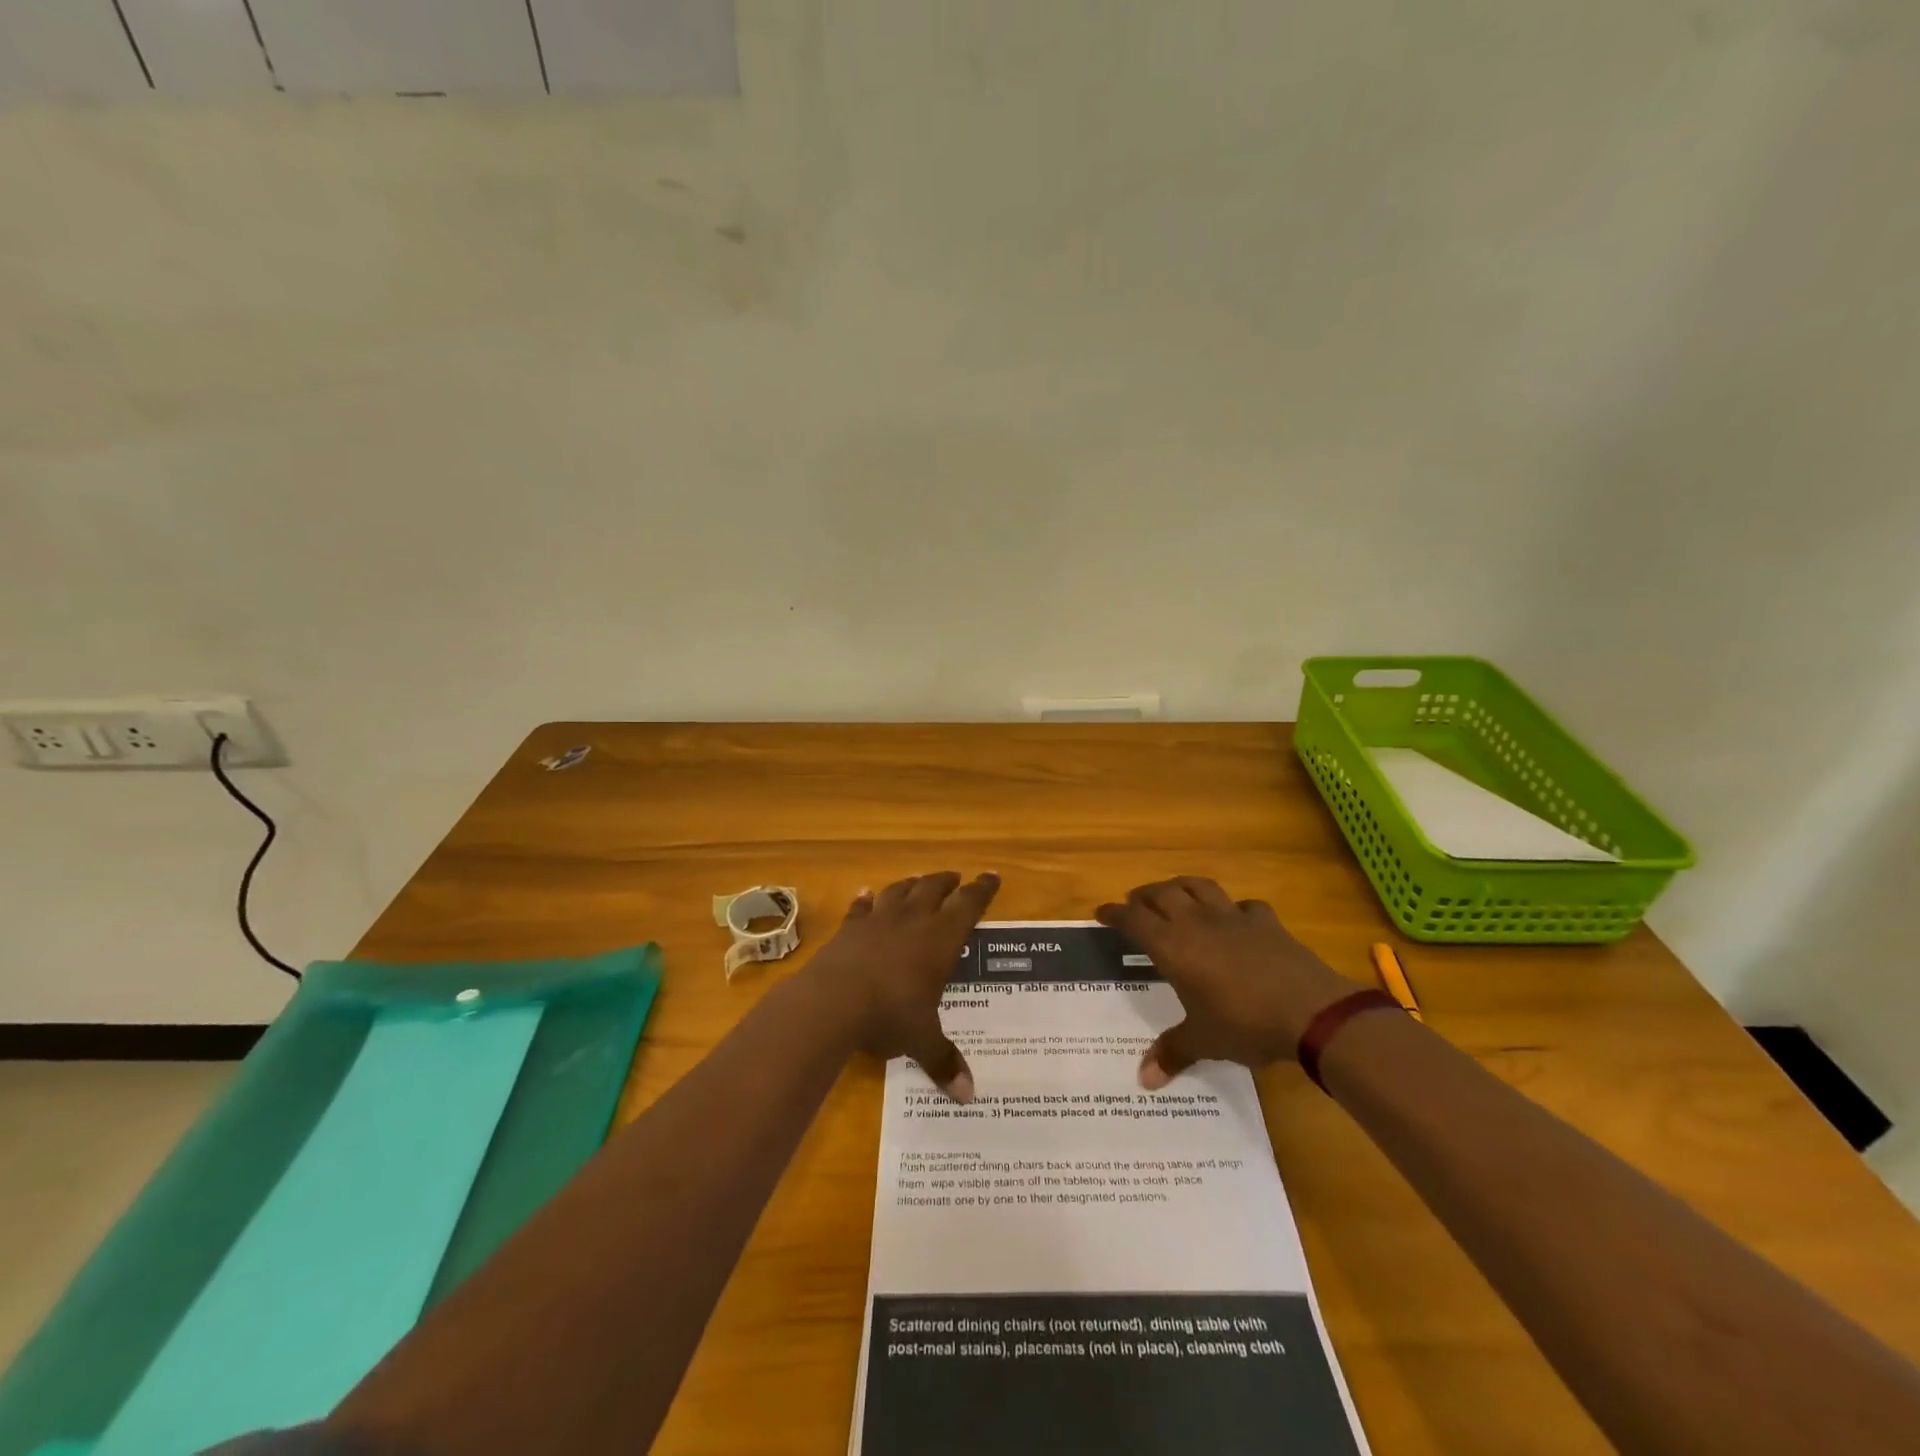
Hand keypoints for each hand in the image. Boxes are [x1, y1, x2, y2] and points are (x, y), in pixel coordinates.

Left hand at [808, 872, 999, 1102]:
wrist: (833, 1001)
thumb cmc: (890, 1014)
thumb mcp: (922, 1040)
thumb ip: (944, 1060)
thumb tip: (968, 1095)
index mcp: (940, 939)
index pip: (968, 905)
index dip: (982, 890)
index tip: (992, 876)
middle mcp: (912, 920)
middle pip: (933, 889)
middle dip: (947, 882)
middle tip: (956, 878)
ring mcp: (878, 921)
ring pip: (899, 891)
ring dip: (911, 884)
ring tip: (918, 880)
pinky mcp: (849, 929)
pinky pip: (860, 908)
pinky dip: (865, 900)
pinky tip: (865, 893)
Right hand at [1096, 877, 1354, 1087]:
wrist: (1309, 1011)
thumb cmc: (1244, 1024)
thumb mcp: (1204, 1041)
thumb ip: (1172, 1052)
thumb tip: (1143, 1080)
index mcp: (1173, 947)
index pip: (1134, 919)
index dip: (1115, 913)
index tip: (1102, 912)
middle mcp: (1197, 923)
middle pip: (1162, 893)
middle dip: (1144, 895)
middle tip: (1135, 903)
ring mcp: (1233, 917)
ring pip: (1198, 886)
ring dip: (1180, 886)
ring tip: (1174, 894)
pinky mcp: (1265, 921)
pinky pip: (1243, 905)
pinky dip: (1233, 908)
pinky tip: (1235, 917)